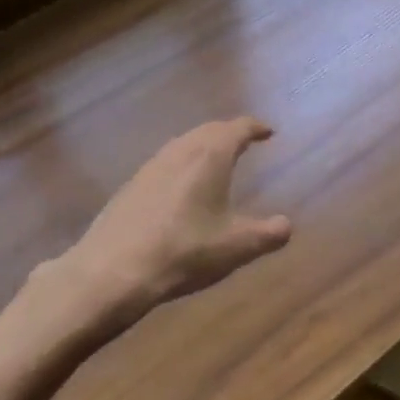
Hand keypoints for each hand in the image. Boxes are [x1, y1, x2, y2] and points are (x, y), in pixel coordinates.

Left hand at [43, 118, 292, 336]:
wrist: (113, 271)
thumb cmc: (184, 252)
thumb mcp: (236, 247)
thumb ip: (268, 234)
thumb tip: (287, 225)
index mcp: (210, 156)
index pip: (237, 129)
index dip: (255, 128)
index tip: (268, 132)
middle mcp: (179, 152)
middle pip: (208, 131)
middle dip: (228, 133)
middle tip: (244, 141)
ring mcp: (150, 167)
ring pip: (183, 144)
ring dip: (202, 146)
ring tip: (215, 160)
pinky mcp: (130, 187)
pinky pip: (165, 162)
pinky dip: (182, 163)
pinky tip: (181, 187)